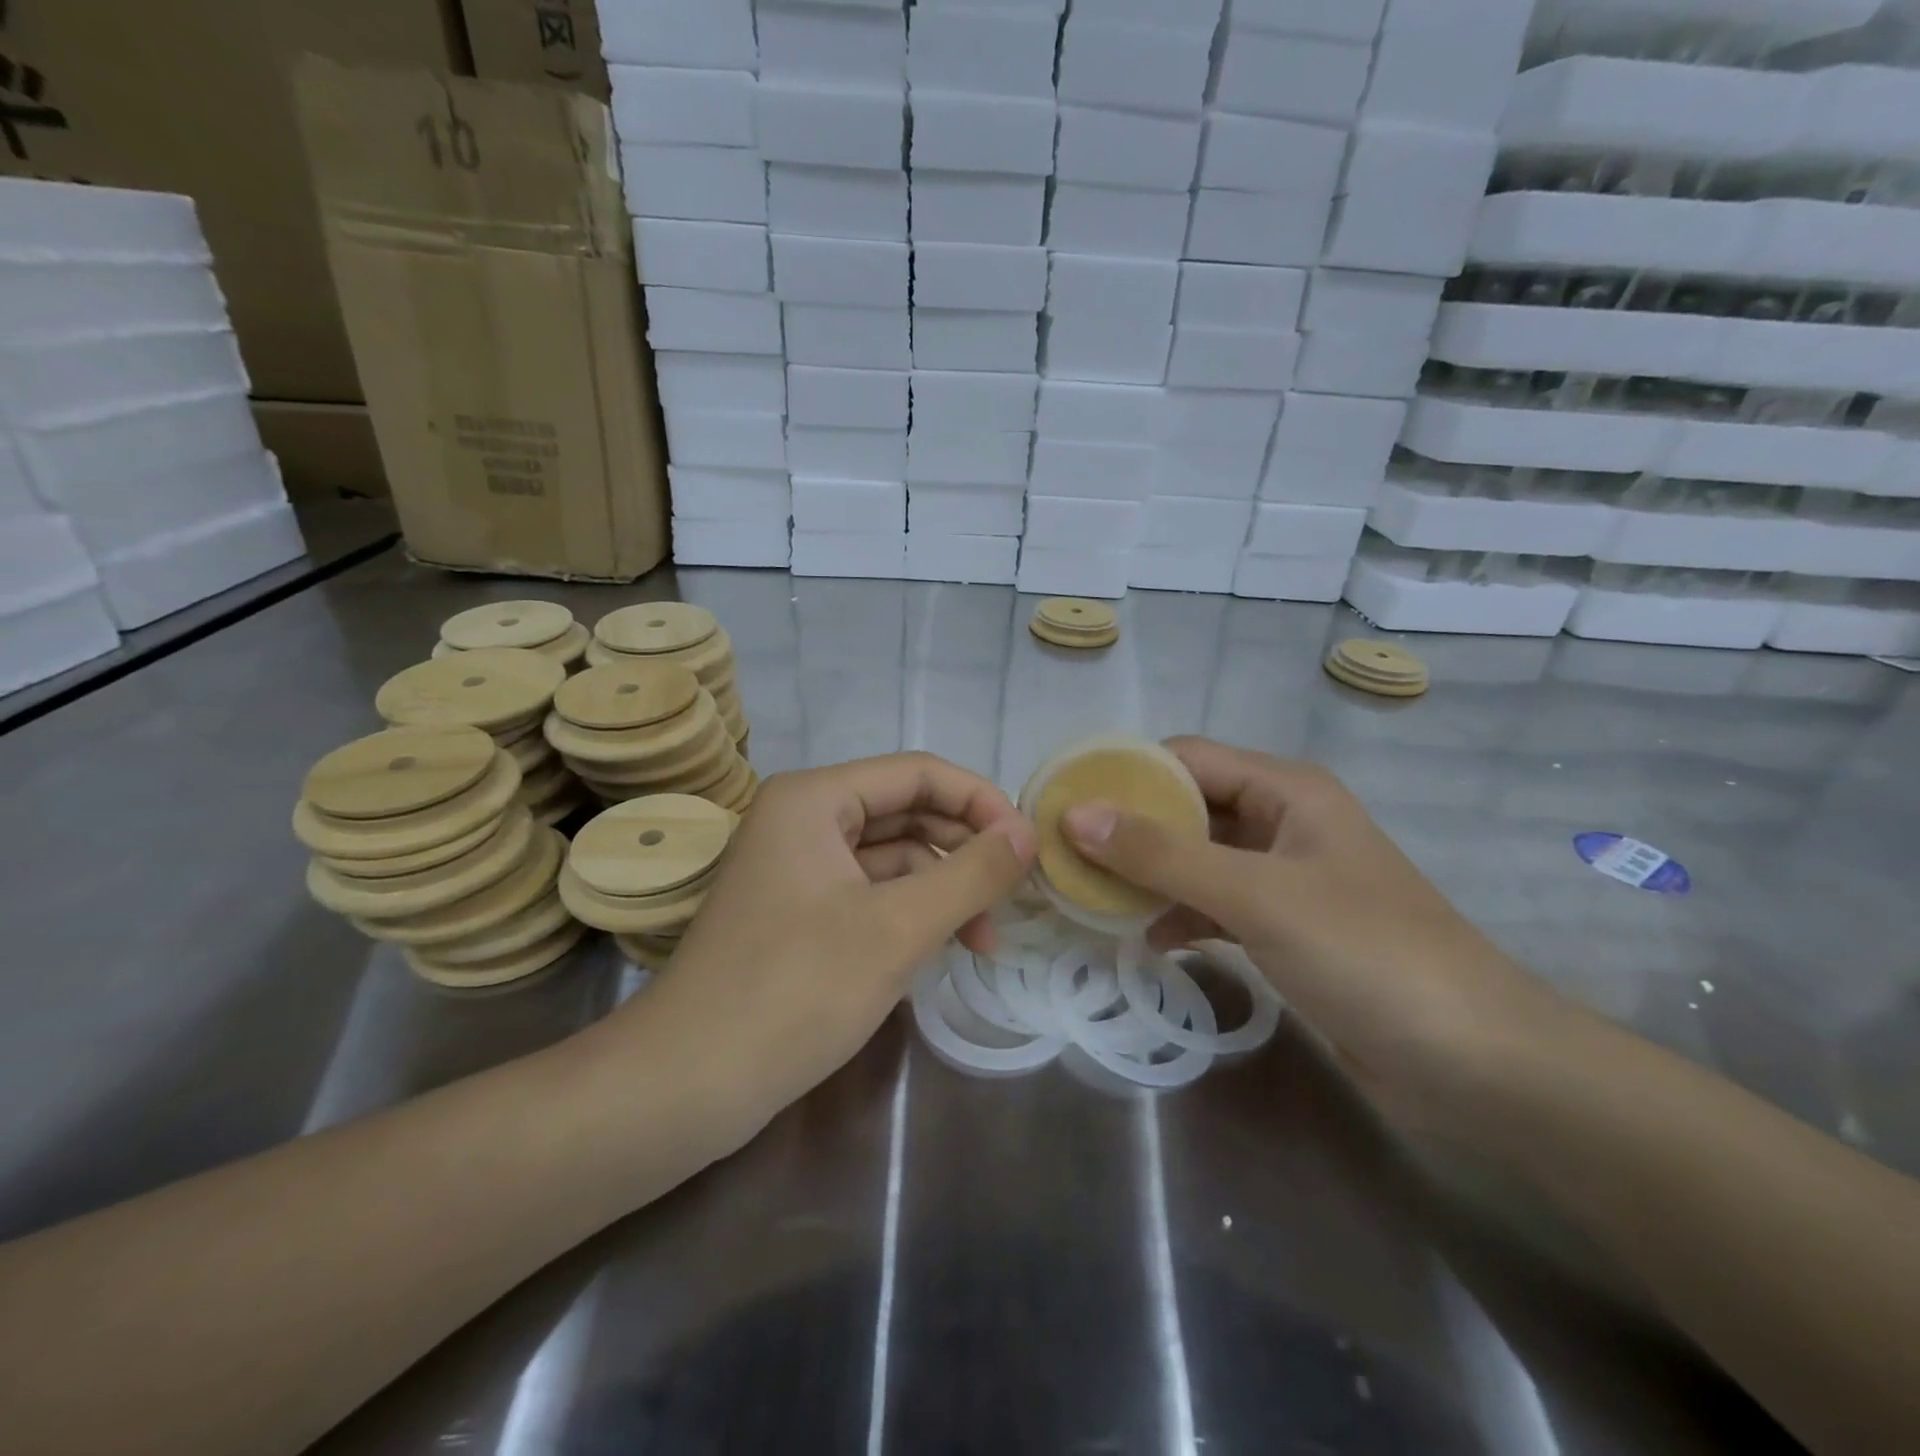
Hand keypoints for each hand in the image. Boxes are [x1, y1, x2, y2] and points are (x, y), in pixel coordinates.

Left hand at [608, 753, 1036, 1138]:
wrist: (688, 1084)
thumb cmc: (796, 991)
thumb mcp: (898, 928)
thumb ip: (972, 873)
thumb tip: (1028, 832)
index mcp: (816, 798)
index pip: (919, 773)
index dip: (981, 802)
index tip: (1027, 849)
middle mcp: (804, 818)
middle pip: (907, 811)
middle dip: (963, 851)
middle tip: (1013, 898)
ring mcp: (798, 866)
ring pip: (892, 856)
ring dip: (941, 888)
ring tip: (983, 940)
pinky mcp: (799, 911)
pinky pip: (870, 891)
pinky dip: (910, 912)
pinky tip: (941, 948)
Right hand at [1060, 737, 1554, 1114]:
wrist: (1477, 1064)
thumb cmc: (1369, 956)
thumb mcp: (1258, 896)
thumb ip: (1164, 855)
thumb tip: (1075, 815)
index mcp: (1285, 790)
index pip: (1185, 758)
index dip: (1123, 775)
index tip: (1062, 801)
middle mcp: (1283, 821)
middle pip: (1186, 807)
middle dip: (1127, 829)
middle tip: (1063, 855)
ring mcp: (1284, 877)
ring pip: (1196, 858)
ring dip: (1147, 875)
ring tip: (1087, 897)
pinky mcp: (1285, 927)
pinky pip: (1214, 903)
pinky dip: (1177, 914)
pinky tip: (1143, 939)